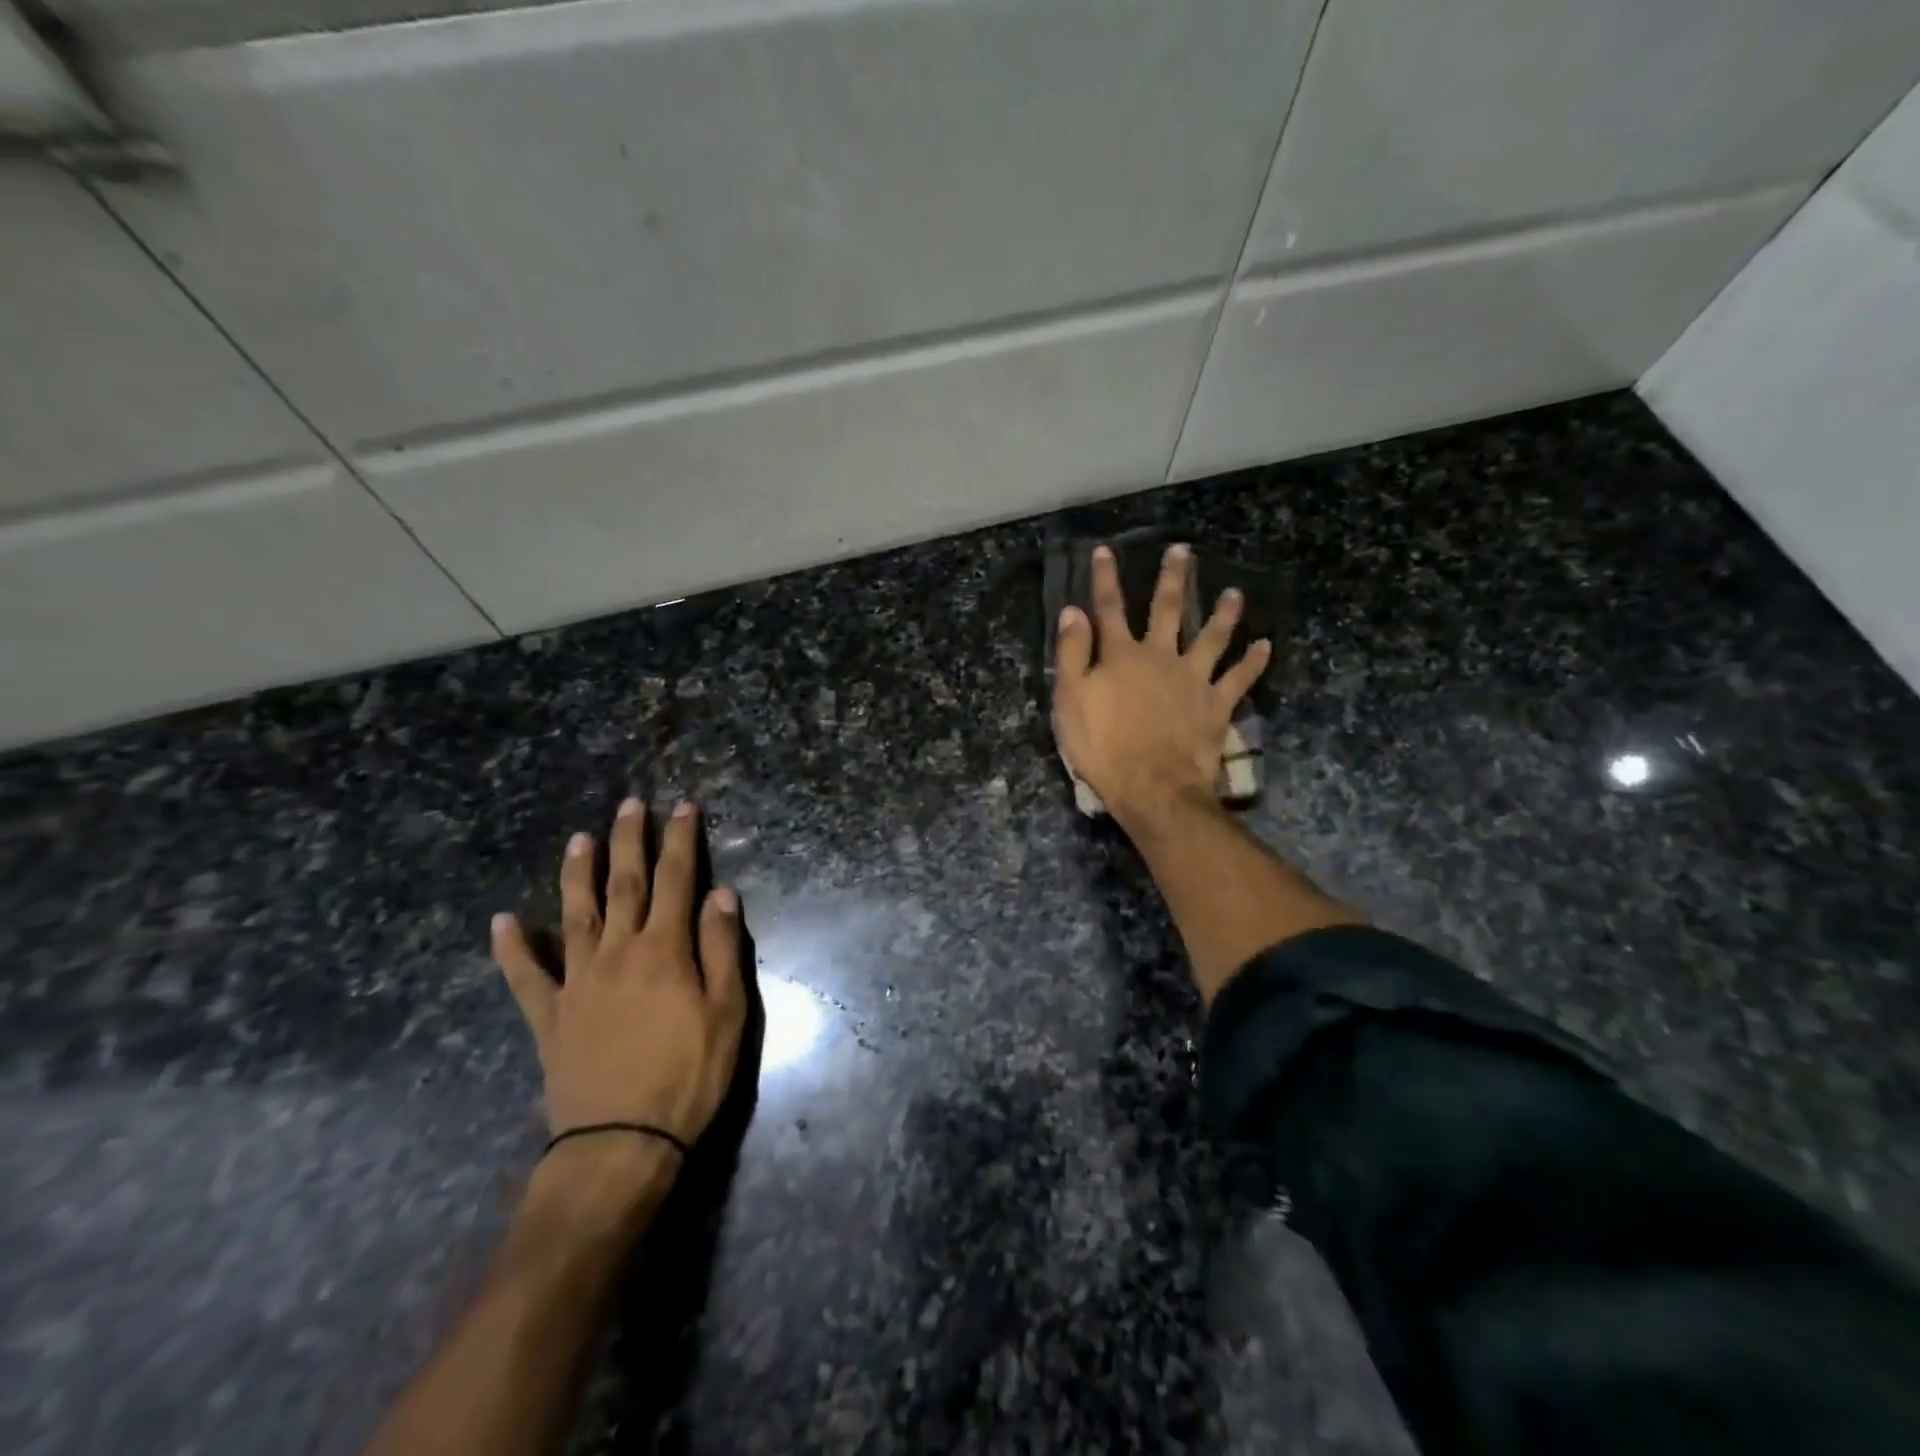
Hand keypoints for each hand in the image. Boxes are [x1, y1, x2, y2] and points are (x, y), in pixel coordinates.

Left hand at [492, 800, 746, 1161]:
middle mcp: (618, 953)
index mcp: (664, 950)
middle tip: (630, 805)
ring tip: (578, 840)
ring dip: (577, 875)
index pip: (676, 880)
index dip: (681, 841)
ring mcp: (578, 983)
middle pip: (624, 885)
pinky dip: (513, 949)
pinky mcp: (551, 1017)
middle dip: (629, 841)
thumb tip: (721, 894)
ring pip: (576, 916)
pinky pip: (526, 977)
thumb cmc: (688, 1075)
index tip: (684, 807)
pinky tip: (503, 922)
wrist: (621, 1143)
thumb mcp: (728, 1012)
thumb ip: (722, 948)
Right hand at [1052, 543, 1270, 827]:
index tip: (1106, 550)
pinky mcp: (1216, 705)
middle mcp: (1160, 656)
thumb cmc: (1102, 746)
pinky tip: (1265, 645)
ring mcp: (1193, 679)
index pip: (1109, 608)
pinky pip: (1239, 679)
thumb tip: (1073, 611)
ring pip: (1212, 638)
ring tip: (1236, 594)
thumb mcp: (1071, 700)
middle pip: (1167, 610)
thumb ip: (1072, 654)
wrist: (1151, 785)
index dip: (1106, 579)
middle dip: (1172, 579)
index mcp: (1121, 656)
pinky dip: (1253, 662)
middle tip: (1182, 551)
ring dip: (1224, 614)